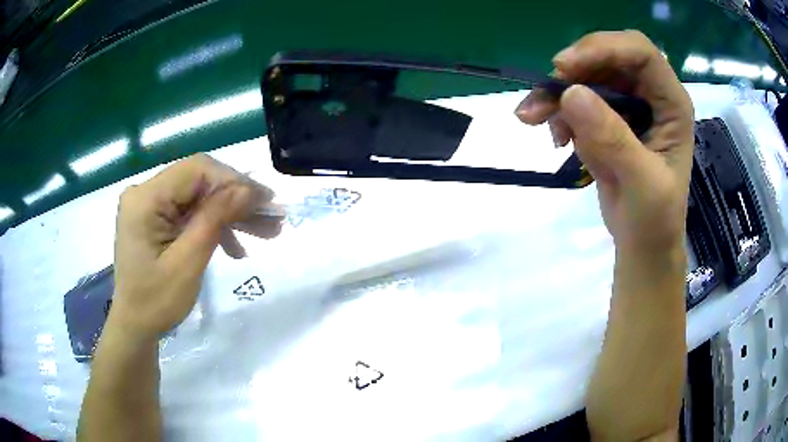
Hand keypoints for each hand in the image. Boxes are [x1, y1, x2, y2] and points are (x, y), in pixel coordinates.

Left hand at [108, 153, 282, 339]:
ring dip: (230, 213)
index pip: (196, 170)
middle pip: (199, 181)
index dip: (234, 180)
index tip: (266, 202)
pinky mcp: (155, 216)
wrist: (135, 326)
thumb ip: (215, 219)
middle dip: (236, 199)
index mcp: (146, 198)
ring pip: (198, 196)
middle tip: (272, 219)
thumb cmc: (156, 302)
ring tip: (265, 232)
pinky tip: (234, 246)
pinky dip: (213, 225)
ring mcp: (149, 203)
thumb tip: (247, 189)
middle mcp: (145, 192)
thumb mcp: (188, 262)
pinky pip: (190, 211)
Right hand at [516, 30, 693, 252]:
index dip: (602, 48)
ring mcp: (625, 104)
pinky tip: (556, 139)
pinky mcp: (605, 118)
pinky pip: (574, 99)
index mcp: (670, 102)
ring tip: (532, 119)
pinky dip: (557, 112)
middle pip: (606, 56)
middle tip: (543, 93)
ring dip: (555, 92)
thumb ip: (614, 139)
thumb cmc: (655, 219)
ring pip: (584, 75)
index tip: (564, 69)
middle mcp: (648, 94)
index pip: (639, 52)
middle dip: (572, 70)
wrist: (642, 243)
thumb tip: (570, 93)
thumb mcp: (643, 184)